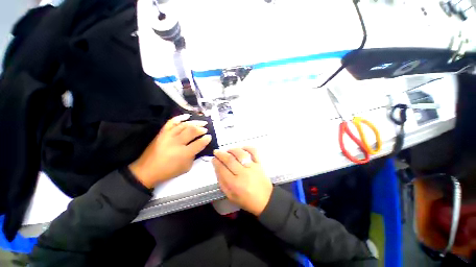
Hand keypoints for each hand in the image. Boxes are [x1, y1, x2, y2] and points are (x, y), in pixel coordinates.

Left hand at [129, 114, 211, 188]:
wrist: (147, 171)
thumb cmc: (169, 171)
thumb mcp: (186, 167)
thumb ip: (194, 155)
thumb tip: (199, 145)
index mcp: (184, 154)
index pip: (199, 143)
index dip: (206, 139)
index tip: (209, 136)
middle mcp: (176, 143)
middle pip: (192, 131)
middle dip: (201, 129)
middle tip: (205, 129)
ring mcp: (168, 136)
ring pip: (184, 125)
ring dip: (194, 122)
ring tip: (201, 122)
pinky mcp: (162, 133)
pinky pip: (171, 122)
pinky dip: (179, 118)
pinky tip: (187, 116)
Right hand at [212, 147, 272, 215]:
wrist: (265, 200)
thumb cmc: (246, 200)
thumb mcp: (230, 196)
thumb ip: (222, 182)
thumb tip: (217, 168)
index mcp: (234, 184)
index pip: (222, 169)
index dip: (216, 162)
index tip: (213, 159)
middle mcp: (243, 174)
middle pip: (229, 160)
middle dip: (221, 154)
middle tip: (217, 152)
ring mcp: (252, 167)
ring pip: (240, 154)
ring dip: (232, 150)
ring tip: (228, 150)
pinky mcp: (259, 164)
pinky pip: (253, 152)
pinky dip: (247, 147)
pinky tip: (241, 148)